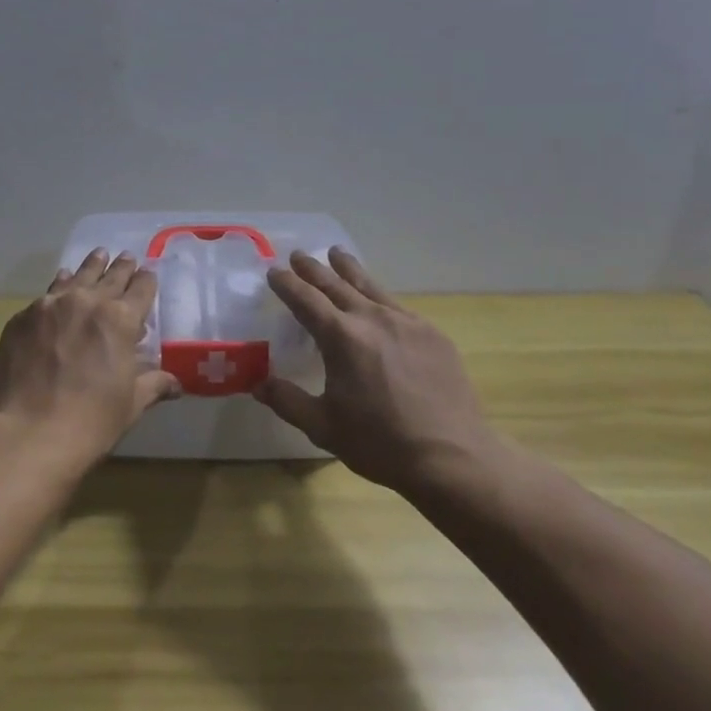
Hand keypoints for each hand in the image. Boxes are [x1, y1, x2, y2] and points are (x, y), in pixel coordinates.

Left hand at [0, 249, 182, 461]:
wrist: (30, 432)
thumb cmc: (92, 420)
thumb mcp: (132, 404)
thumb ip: (153, 384)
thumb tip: (176, 384)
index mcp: (120, 319)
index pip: (141, 290)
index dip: (146, 281)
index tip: (148, 273)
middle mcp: (87, 302)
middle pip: (109, 277)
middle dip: (121, 268)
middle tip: (126, 257)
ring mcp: (50, 306)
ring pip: (76, 278)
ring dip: (90, 267)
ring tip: (98, 254)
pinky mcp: (22, 318)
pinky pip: (46, 295)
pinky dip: (59, 287)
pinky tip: (60, 285)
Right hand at [255, 249, 509, 498]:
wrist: (452, 456)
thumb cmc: (380, 443)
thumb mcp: (322, 427)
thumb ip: (288, 400)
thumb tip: (258, 383)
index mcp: (341, 337)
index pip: (306, 299)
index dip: (287, 284)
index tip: (274, 272)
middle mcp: (372, 319)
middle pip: (337, 284)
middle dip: (314, 269)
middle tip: (298, 255)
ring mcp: (407, 323)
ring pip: (371, 286)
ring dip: (349, 269)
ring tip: (337, 254)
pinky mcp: (432, 335)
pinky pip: (397, 306)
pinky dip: (378, 295)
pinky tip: (378, 301)